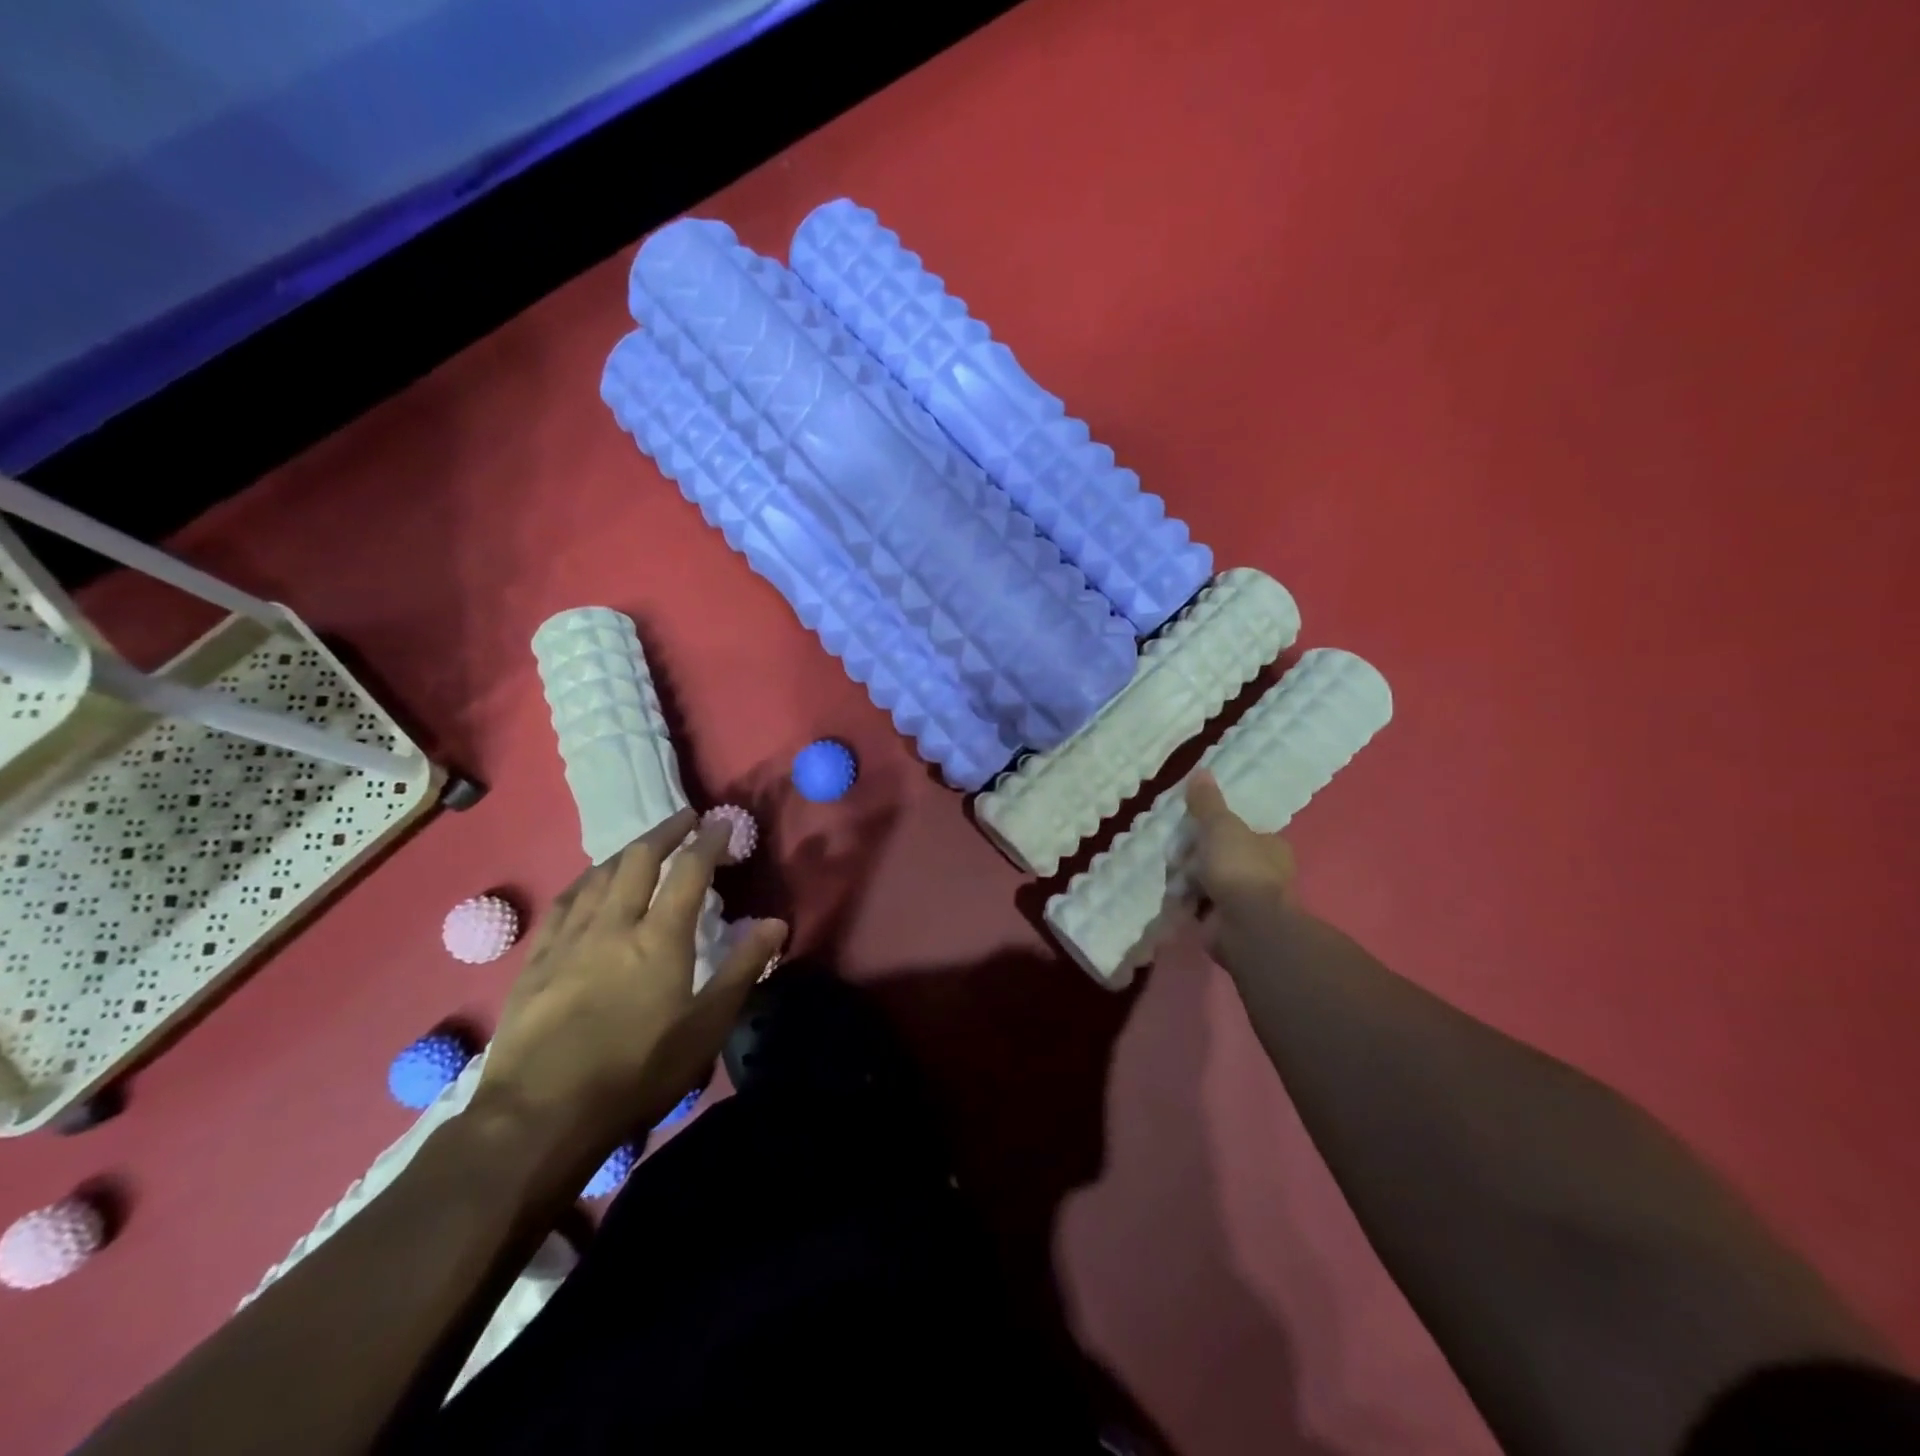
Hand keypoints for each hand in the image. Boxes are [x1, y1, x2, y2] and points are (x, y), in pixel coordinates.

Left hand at [475, 809, 786, 1178]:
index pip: (689, 871)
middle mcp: (614, 924)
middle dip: (666, 831)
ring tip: (643, 844)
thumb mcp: (704, 1028)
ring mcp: (569, 939)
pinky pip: (564, 902)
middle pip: (639, 860)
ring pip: (599, 875)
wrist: (540, 1116)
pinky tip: (589, 882)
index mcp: (659, 938)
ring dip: (627, 851)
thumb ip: (742, 969)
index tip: (722, 822)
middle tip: (685, 818)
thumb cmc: (636, 1072)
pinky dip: (586, 880)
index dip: (708, 841)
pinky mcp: (537, 960)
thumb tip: (776, 923)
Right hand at [1184, 769, 1297, 946]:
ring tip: (1172, 879)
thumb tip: (1201, 770)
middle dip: (1193, 857)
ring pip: (1205, 882)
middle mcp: (1262, 873)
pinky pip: (1198, 906)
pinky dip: (1185, 904)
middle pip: (1217, 856)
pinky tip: (1172, 899)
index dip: (1214, 830)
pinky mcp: (1225, 923)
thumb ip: (1207, 802)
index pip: (1239, 832)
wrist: (1246, 926)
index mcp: (1270, 847)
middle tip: (1176, 856)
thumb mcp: (1220, 825)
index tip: (1192, 830)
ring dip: (1186, 881)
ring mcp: (1244, 901)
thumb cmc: (1239, 868)